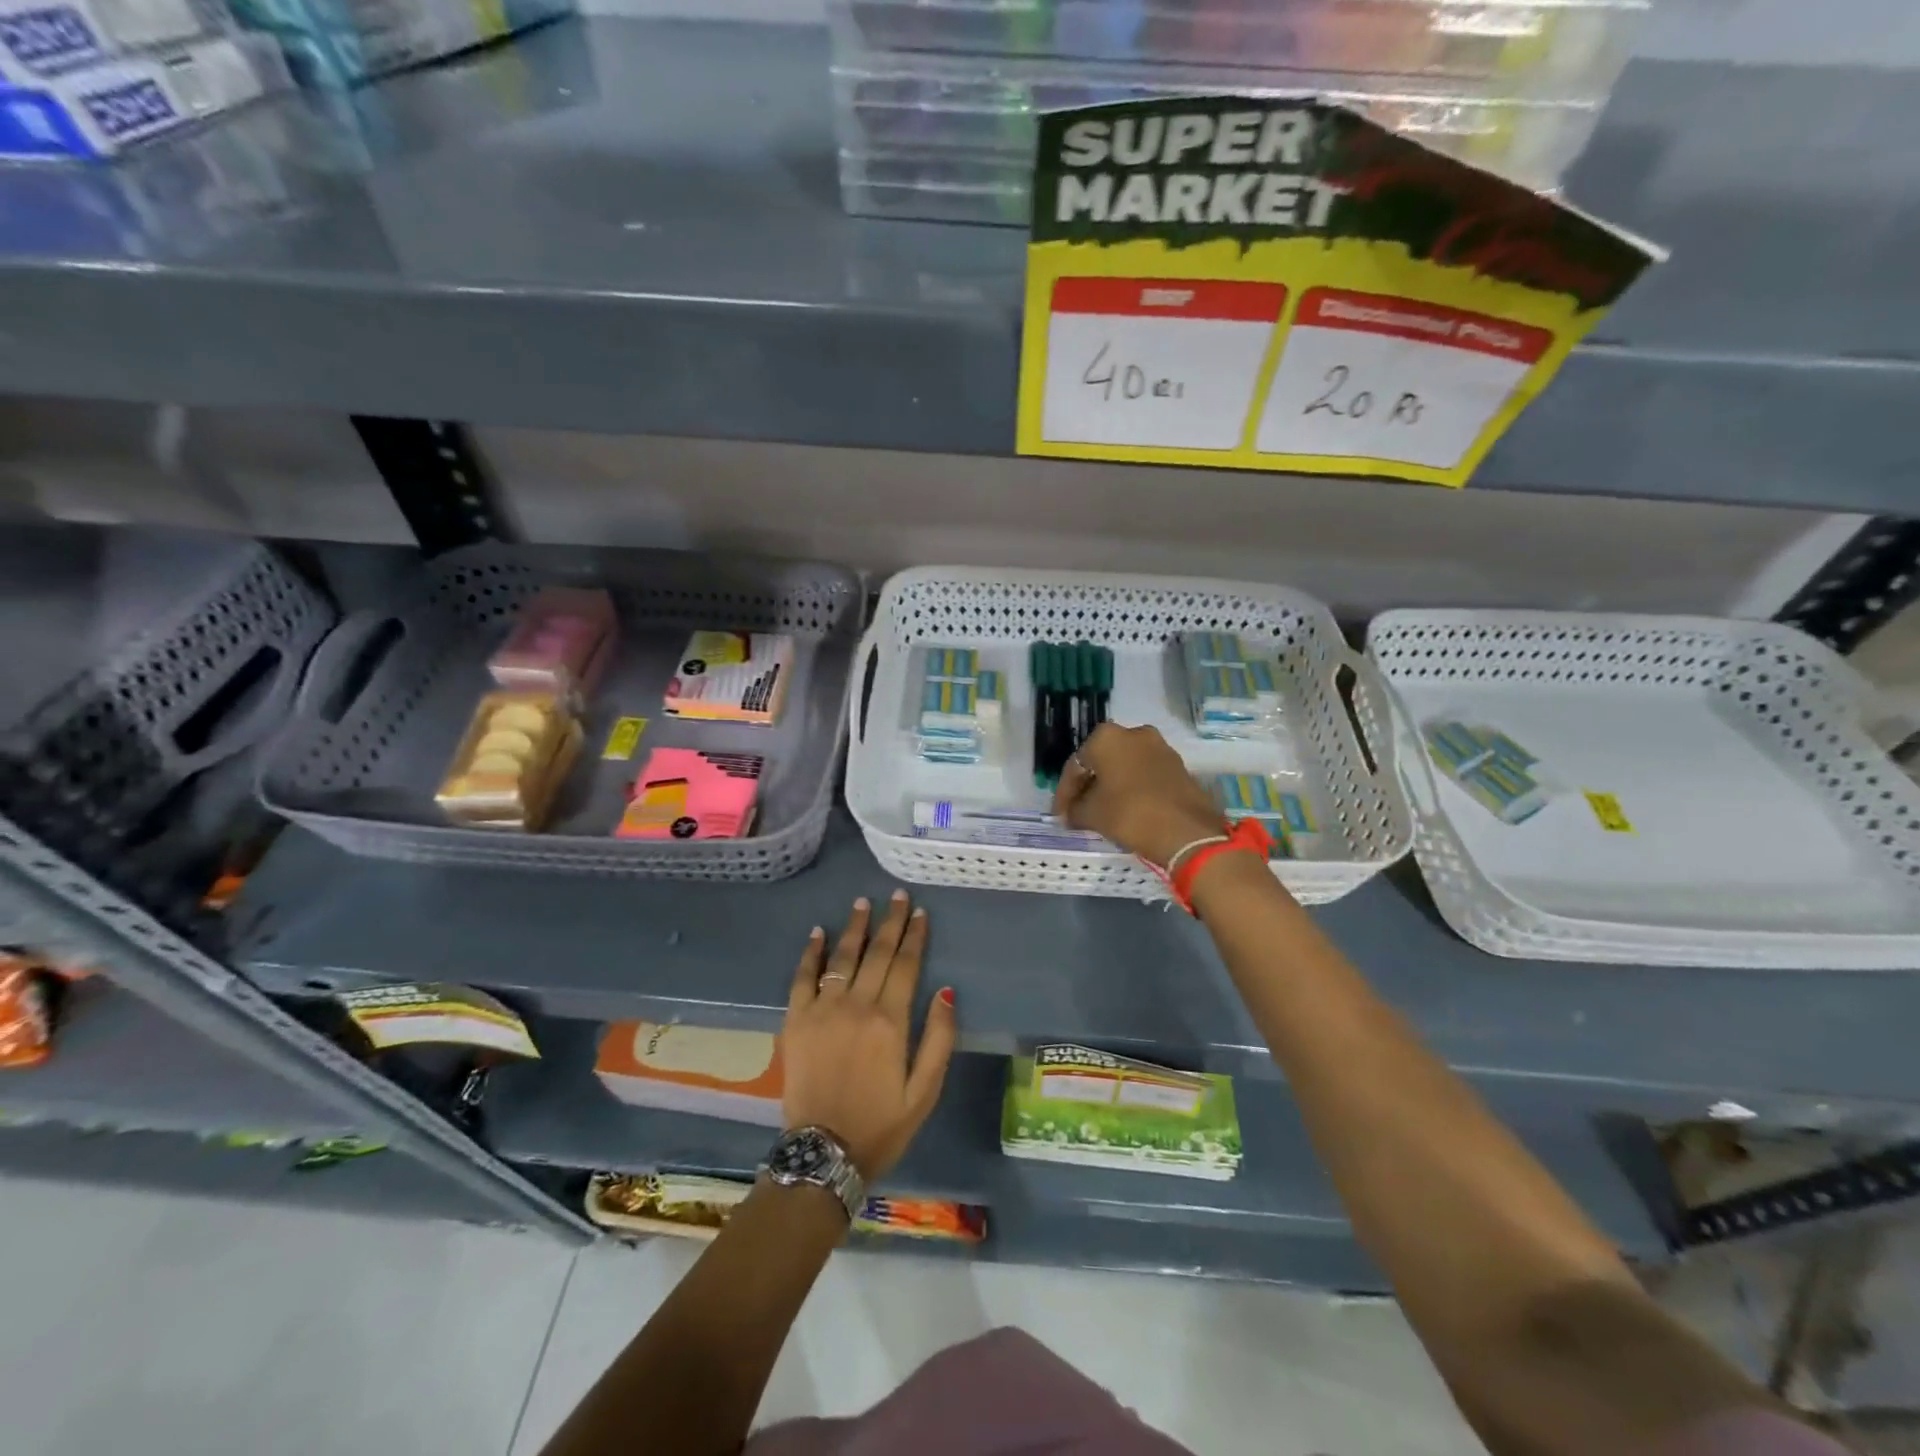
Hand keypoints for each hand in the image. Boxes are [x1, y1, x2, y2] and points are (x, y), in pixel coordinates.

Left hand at [781, 891, 956, 1179]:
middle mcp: (857, 1006)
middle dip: (889, 921)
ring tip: (862, 903)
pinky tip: (818, 932)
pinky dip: (810, 953)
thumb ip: (939, 1039)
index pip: (906, 965)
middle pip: (877, 953)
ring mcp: (822, 1011)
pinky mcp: (795, 1021)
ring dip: (854, 927)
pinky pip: (802, 978)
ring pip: (842, 958)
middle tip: (897, 896)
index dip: (915, 935)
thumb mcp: (925, 1091)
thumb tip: (947, 991)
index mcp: (890, 1021)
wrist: (823, 1155)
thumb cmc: (881, 1125)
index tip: (920, 912)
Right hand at [1052, 722, 1227, 869]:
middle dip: (1088, 785)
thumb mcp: (1091, 814)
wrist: (1187, 831)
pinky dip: (1131, 789)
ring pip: (1124, 766)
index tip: (1059, 814)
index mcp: (1106, 737)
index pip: (1076, 766)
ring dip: (1110, 786)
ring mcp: (1160, 748)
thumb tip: (1071, 813)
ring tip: (1101, 812)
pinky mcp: (1177, 766)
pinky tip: (1125, 809)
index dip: (1064, 793)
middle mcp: (1134, 733)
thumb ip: (1075, 809)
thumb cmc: (1129, 814)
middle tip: (1077, 810)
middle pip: (1101, 761)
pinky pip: (1144, 774)